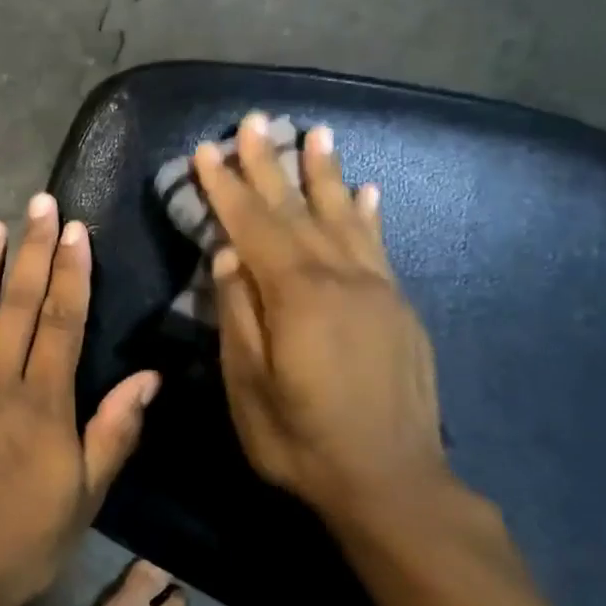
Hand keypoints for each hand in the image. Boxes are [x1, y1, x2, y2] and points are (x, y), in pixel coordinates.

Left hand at [0, 193, 160, 605]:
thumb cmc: (22, 540)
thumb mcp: (85, 496)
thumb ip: (114, 431)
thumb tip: (148, 377)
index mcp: (42, 401)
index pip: (61, 320)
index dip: (70, 272)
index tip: (74, 230)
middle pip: (18, 304)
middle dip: (31, 251)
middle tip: (37, 204)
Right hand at [194, 114, 450, 529]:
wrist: (393, 484)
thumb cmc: (302, 439)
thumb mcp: (248, 385)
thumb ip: (238, 314)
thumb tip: (227, 257)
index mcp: (297, 296)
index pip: (253, 226)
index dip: (227, 186)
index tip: (208, 149)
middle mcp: (341, 279)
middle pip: (297, 210)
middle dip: (272, 163)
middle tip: (256, 121)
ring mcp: (376, 291)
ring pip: (344, 217)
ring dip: (324, 174)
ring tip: (317, 134)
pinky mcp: (398, 309)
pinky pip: (379, 247)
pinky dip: (368, 214)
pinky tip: (366, 191)